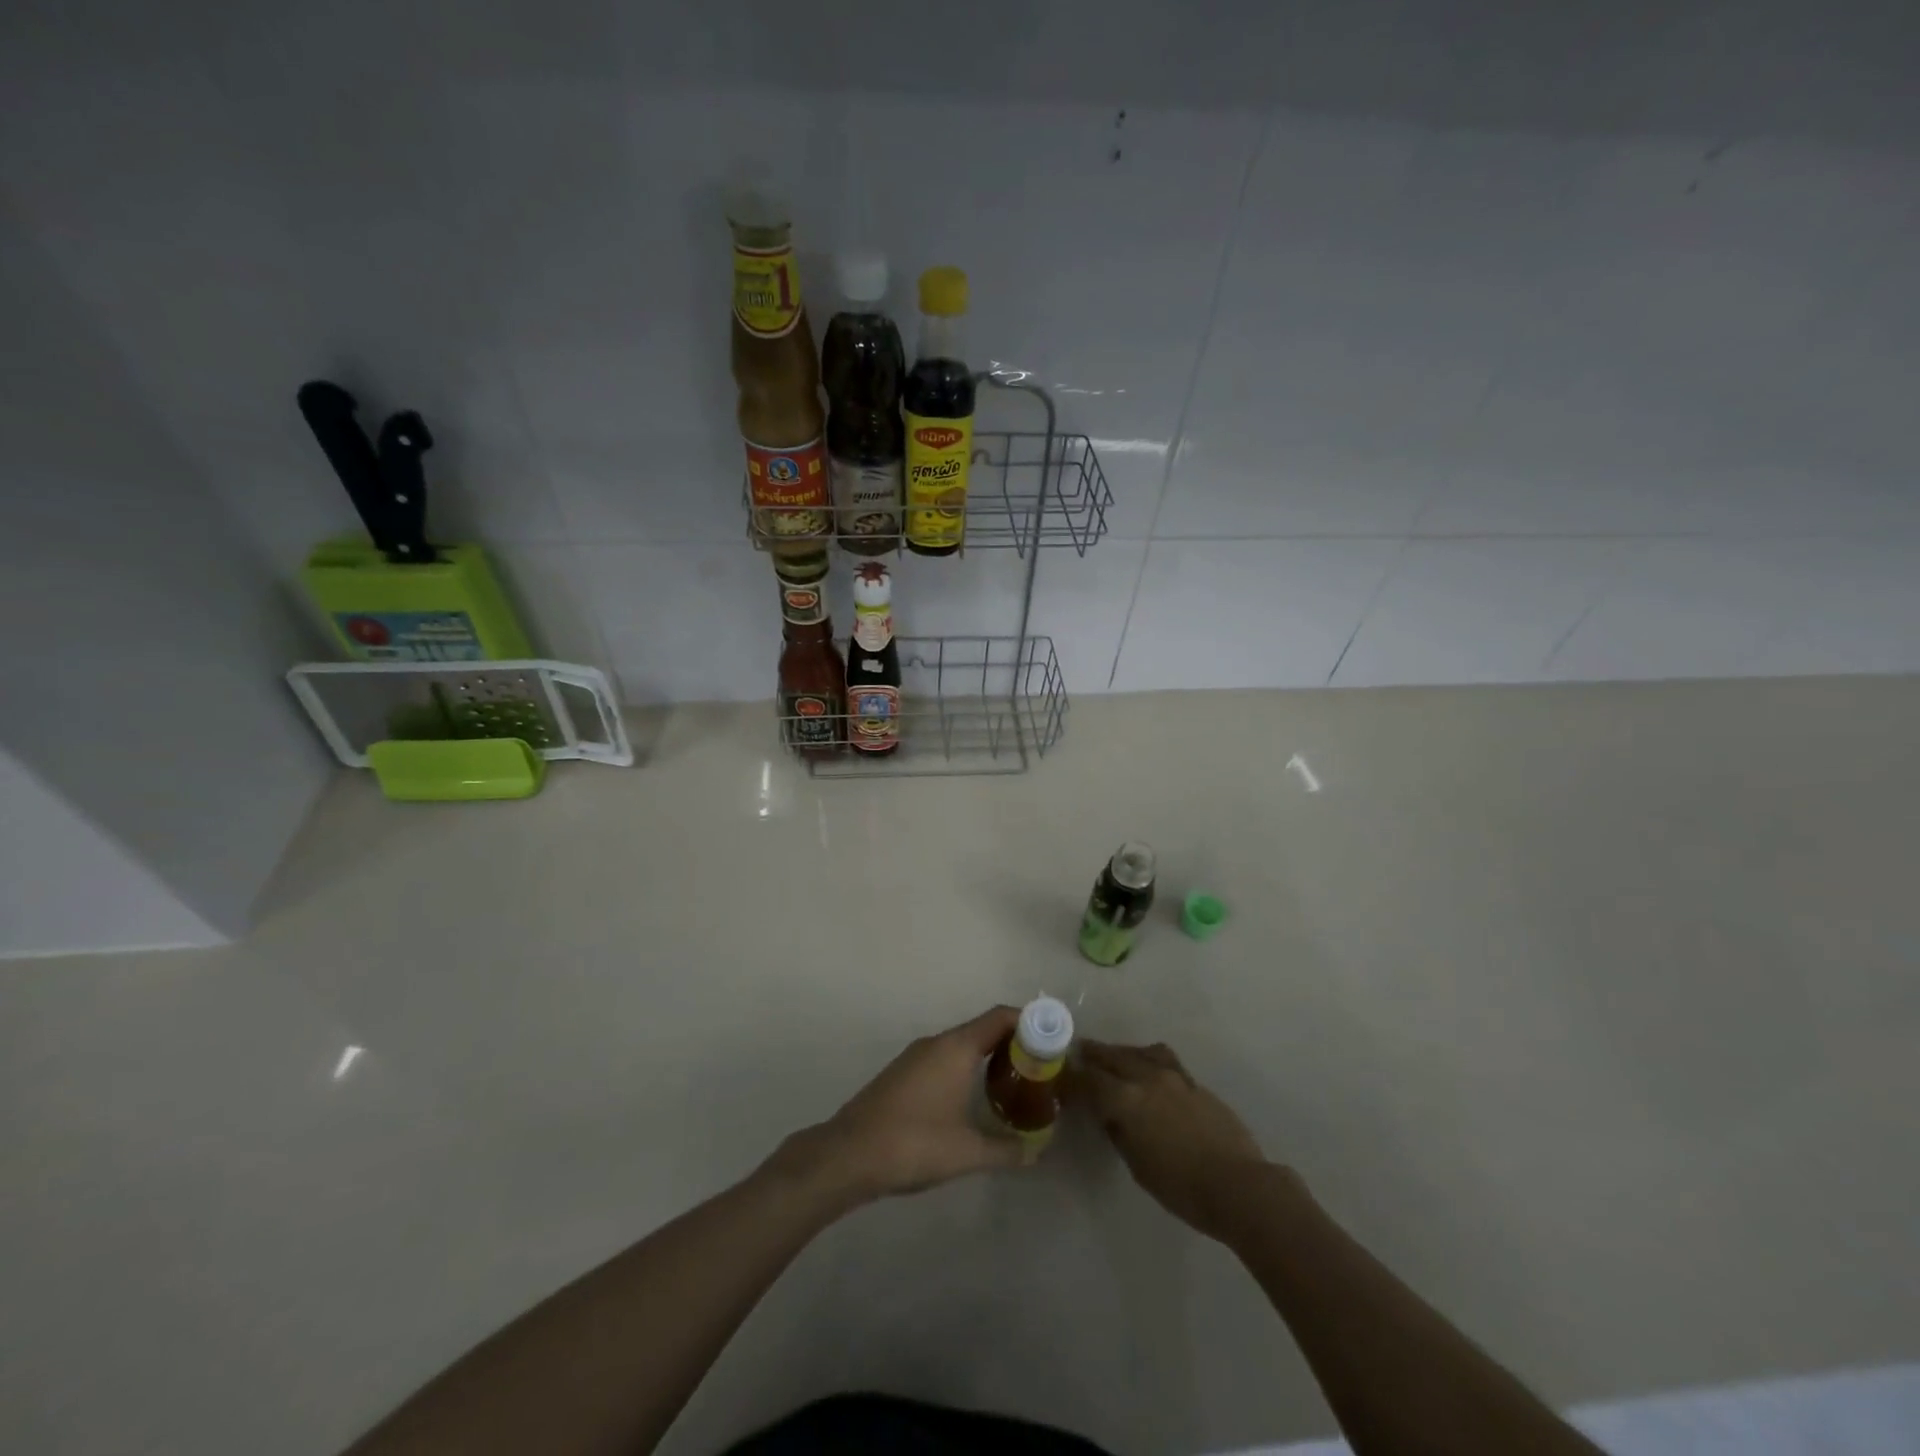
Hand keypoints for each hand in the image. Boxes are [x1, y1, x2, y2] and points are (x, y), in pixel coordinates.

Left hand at [777, 1006, 1026, 1202]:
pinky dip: (966, 1068)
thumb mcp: (968, 1152)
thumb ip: (1006, 1149)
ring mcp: (916, 1056)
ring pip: (962, 1045)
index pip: (1000, 1017)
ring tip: (1012, 1084)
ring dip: (987, 1057)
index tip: (1052, 1040)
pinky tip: (973, 1099)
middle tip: (1039, 1069)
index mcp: (956, 1048)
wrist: (849, 1154)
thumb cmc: (914, 1144)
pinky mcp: (902, 1073)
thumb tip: (1036, 1151)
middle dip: (1013, 1043)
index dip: (1029, 1022)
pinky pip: (944, 1058)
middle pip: (983, 1029)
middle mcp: (936, 1042)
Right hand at [1073, 1040, 1272, 1241]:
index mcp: (1127, 1100)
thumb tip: (1110, 1116)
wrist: (1239, 1185)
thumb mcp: (1138, 1166)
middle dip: (1093, 1054)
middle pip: (1113, 1057)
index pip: (1090, 1081)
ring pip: (1140, 1052)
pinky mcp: (1195, 1083)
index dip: (1072, 1078)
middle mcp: (1147, 1078)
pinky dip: (1148, 1060)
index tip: (1059, 1076)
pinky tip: (1148, 1072)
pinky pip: (1164, 1060)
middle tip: (1080, 1052)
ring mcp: (1174, 1077)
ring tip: (1113, 1056)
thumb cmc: (1182, 1187)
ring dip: (1122, 1052)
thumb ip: (1120, 1132)